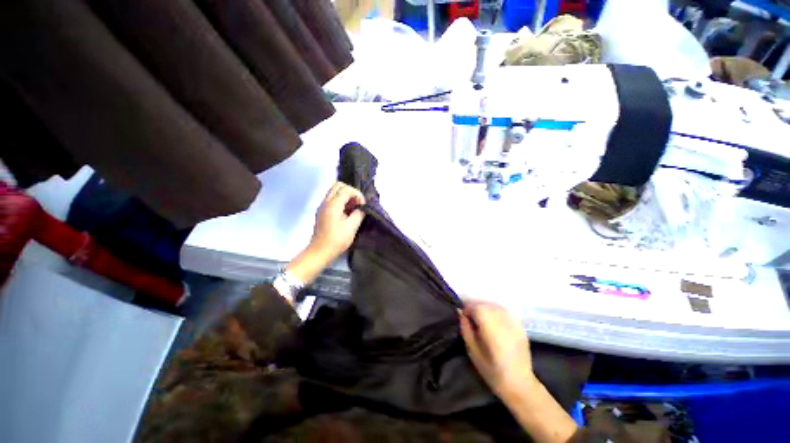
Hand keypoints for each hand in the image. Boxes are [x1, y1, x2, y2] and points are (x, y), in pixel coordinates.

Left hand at [308, 182, 365, 264]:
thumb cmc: (337, 240)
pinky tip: (347, 212)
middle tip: (358, 203)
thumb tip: (362, 208)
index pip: (346, 190)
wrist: (320, 251)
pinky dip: (341, 200)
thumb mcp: (352, 227)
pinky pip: (332, 199)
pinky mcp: (322, 212)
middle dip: (351, 191)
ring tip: (353, 207)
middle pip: (338, 185)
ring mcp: (322, 206)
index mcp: (333, 204)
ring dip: (345, 195)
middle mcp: (325, 202)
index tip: (363, 205)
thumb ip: (359, 214)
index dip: (357, 195)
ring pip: (334, 191)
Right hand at [459, 302, 536, 399]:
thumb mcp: (472, 351)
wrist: (519, 383)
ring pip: (495, 306)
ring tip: (482, 320)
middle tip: (471, 318)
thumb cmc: (491, 370)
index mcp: (490, 326)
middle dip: (476, 308)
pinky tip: (495, 322)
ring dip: (486, 309)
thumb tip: (460, 312)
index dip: (467, 309)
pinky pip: (505, 312)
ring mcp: (513, 322)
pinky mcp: (520, 326)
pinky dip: (497, 313)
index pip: (475, 307)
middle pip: (486, 305)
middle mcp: (502, 320)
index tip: (463, 317)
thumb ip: (465, 328)